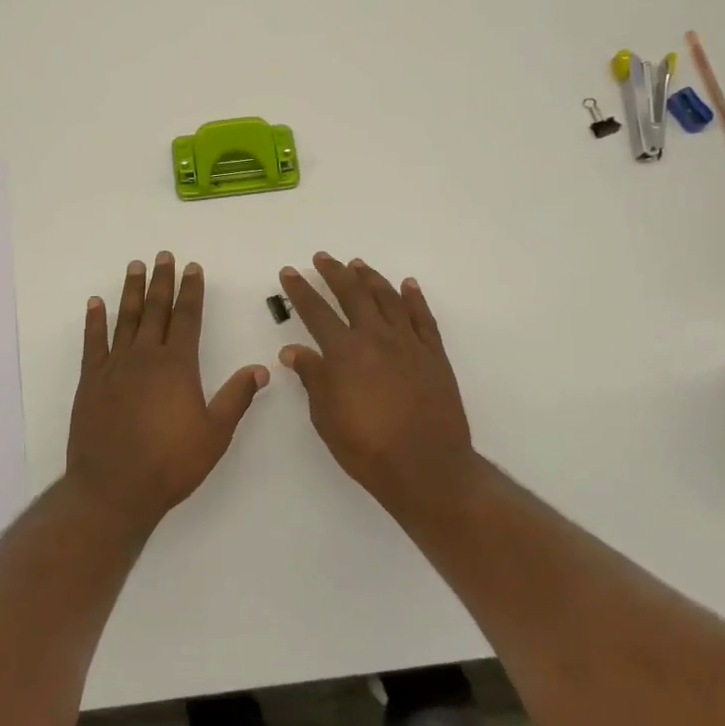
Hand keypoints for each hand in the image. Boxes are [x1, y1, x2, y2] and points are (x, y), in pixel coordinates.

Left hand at [66, 253, 269, 531]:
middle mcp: (145, 356)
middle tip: (163, 255)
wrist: (113, 488)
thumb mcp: (214, 434)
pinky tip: (95, 303)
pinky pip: (93, 342)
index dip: (191, 291)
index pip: (187, 317)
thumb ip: (236, 398)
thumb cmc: (170, 463)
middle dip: (162, 281)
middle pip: (156, 309)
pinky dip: (94, 320)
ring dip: (131, 291)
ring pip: (125, 318)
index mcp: (177, 365)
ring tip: (135, 266)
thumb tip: (261, 369)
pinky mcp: (91, 380)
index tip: (192, 267)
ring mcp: (115, 366)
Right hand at [275, 253, 477, 506]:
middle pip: (352, 294)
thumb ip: (312, 378)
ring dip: (370, 278)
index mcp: (344, 353)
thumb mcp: (327, 417)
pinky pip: (423, 317)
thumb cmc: (368, 448)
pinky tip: (407, 285)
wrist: (427, 467)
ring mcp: (408, 343)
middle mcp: (376, 338)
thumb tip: (293, 350)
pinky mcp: (434, 355)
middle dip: (334, 273)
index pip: (316, 312)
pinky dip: (414, 298)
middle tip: (322, 258)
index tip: (290, 272)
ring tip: (358, 264)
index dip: (300, 290)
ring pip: (388, 298)